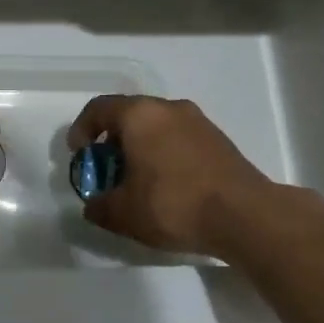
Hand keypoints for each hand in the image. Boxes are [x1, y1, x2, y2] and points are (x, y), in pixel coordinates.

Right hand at [67, 95, 278, 257]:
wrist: (244, 215)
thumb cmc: (173, 204)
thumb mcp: (124, 213)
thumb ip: (100, 207)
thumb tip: (93, 205)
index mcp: (139, 115)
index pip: (99, 108)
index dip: (81, 129)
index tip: (79, 155)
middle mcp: (168, 108)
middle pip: (129, 115)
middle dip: (112, 141)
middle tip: (107, 170)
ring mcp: (197, 121)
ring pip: (157, 126)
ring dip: (140, 147)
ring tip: (138, 181)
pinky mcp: (218, 139)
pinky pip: (178, 138)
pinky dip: (164, 153)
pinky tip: (167, 185)